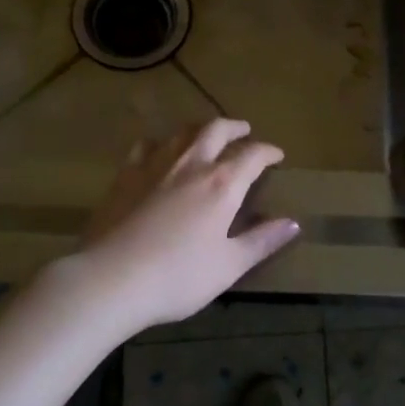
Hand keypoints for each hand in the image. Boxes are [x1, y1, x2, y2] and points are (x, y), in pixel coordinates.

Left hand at [68, 119, 299, 337]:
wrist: (110, 278)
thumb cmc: (177, 277)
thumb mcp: (229, 265)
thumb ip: (262, 241)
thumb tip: (293, 222)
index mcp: (222, 184)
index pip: (252, 155)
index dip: (268, 152)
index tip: (277, 155)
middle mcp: (192, 164)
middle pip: (216, 129)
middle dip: (235, 127)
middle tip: (244, 130)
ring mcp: (155, 165)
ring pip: (182, 132)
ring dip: (201, 128)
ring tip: (207, 134)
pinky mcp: (126, 175)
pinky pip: (147, 145)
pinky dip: (162, 143)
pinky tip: (159, 152)